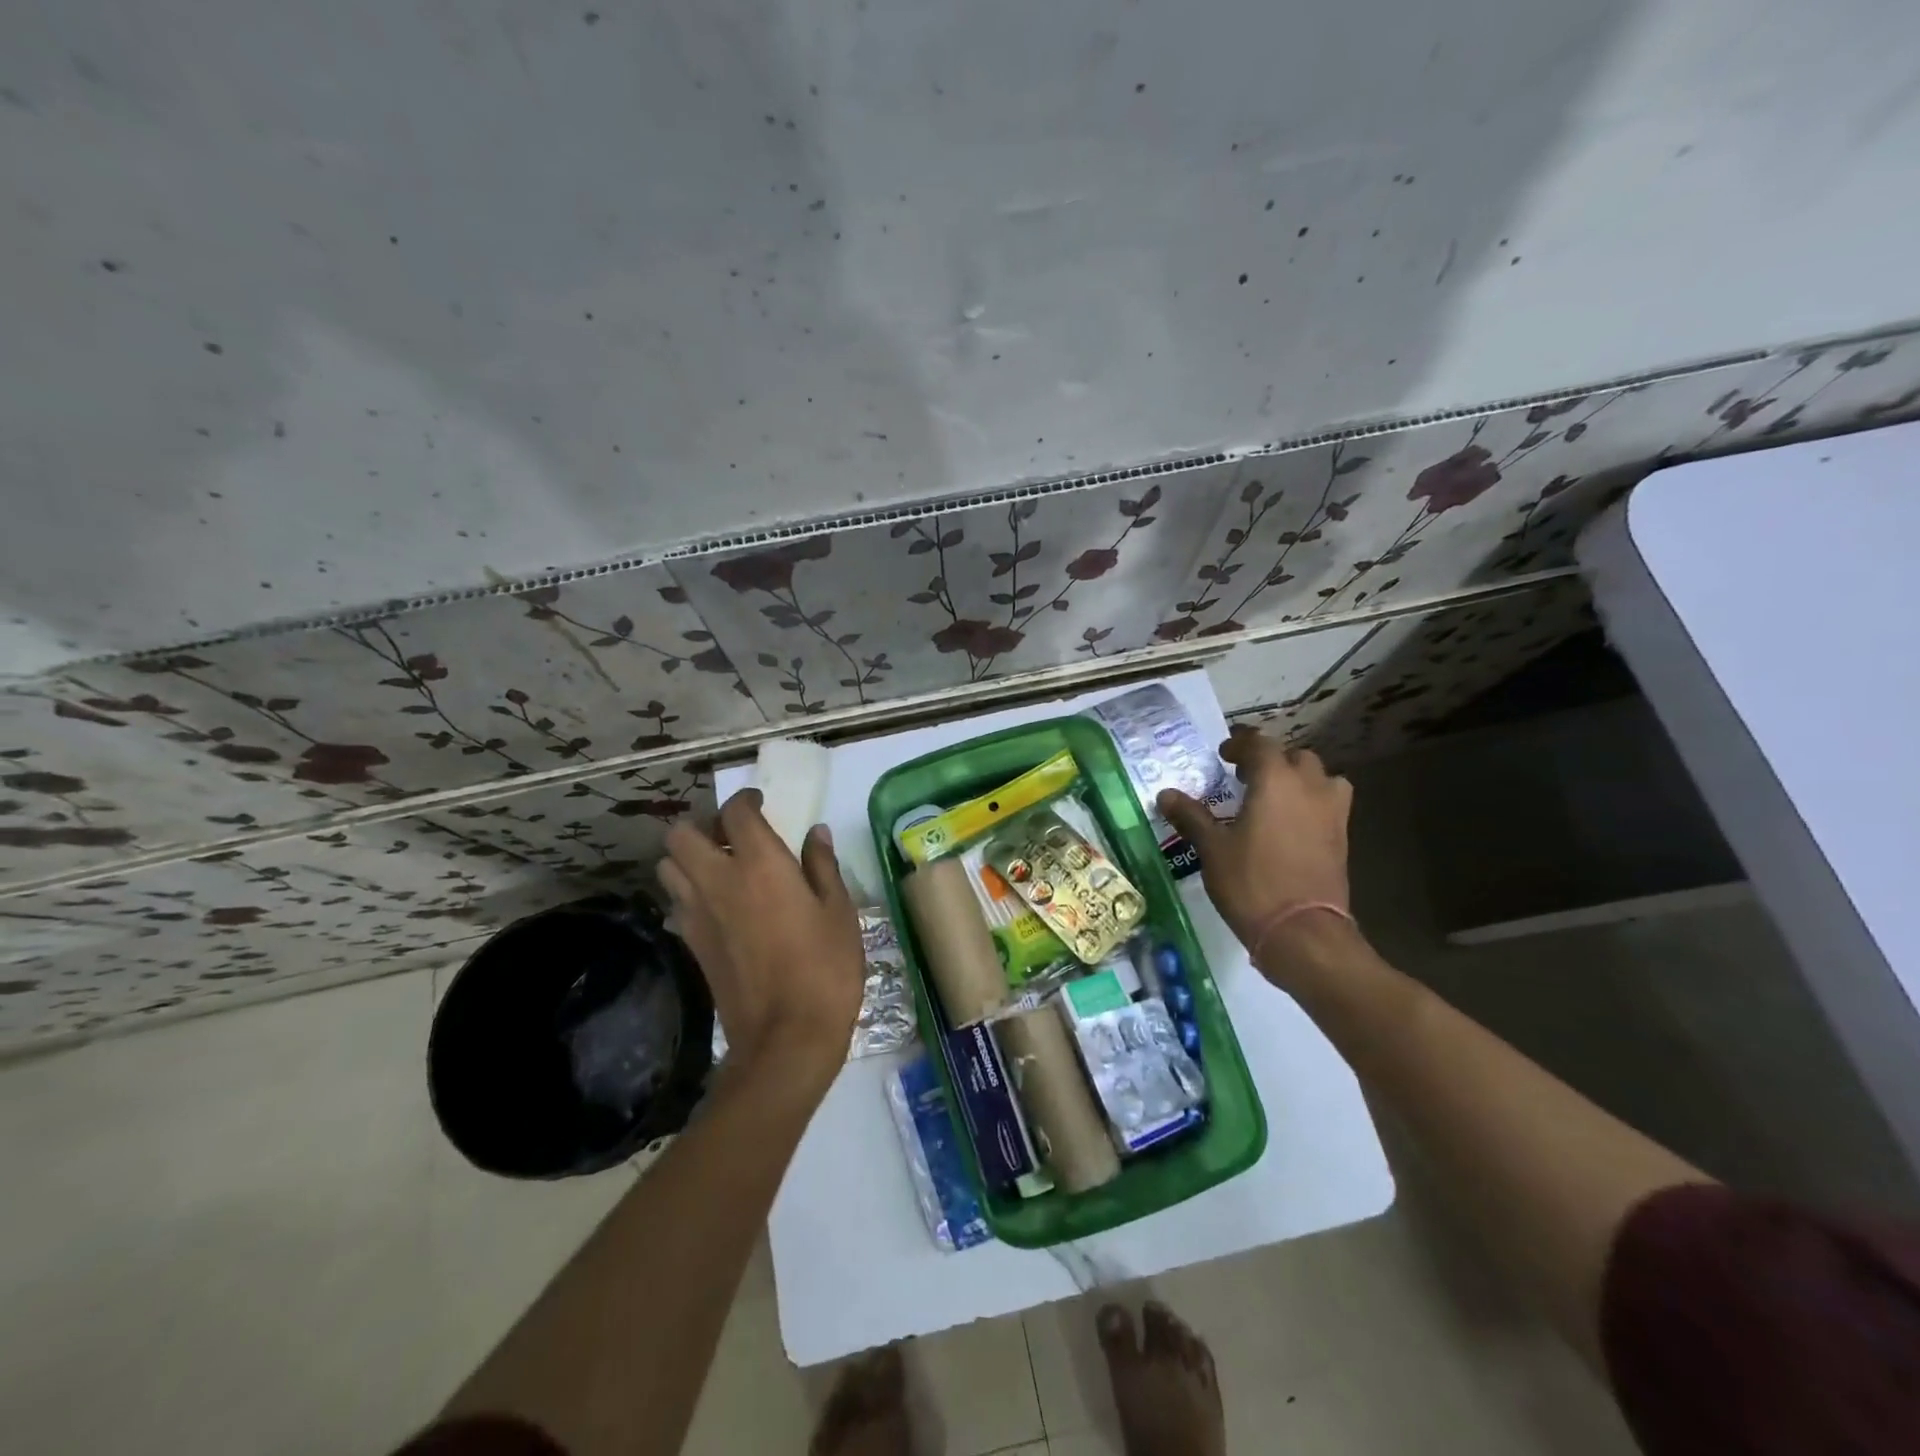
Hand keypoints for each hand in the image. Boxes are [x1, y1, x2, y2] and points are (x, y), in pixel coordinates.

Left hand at [660, 790, 863, 1087]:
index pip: (736, 812)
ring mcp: (698, 914)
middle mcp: (719, 881)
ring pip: (668, 866)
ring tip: (720, 866)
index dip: (746, 800)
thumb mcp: (839, 911)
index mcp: (760, 865)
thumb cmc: (824, 968)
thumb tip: (815, 833)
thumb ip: (823, 866)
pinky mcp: (690, 944)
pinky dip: (688, 891)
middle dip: (703, 824)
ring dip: (687, 856)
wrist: (786, 1038)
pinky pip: (675, 902)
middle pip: (681, 834)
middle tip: (733, 835)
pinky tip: (717, 905)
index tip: (761, 804)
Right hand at [1157, 728, 1354, 985]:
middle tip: (1245, 778)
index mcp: (1275, 780)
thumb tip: (1166, 795)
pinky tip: (1290, 825)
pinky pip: (1329, 804)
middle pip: (1295, 757)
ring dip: (1299, 779)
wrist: (1303, 931)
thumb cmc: (1251, 882)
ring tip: (1275, 797)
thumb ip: (1191, 816)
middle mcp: (1309, 787)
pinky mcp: (1342, 838)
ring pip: (1321, 778)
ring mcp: (1332, 812)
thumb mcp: (1212, 848)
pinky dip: (1311, 803)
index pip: (1260, 743)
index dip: (1240, 744)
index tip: (1223, 755)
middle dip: (1271, 761)